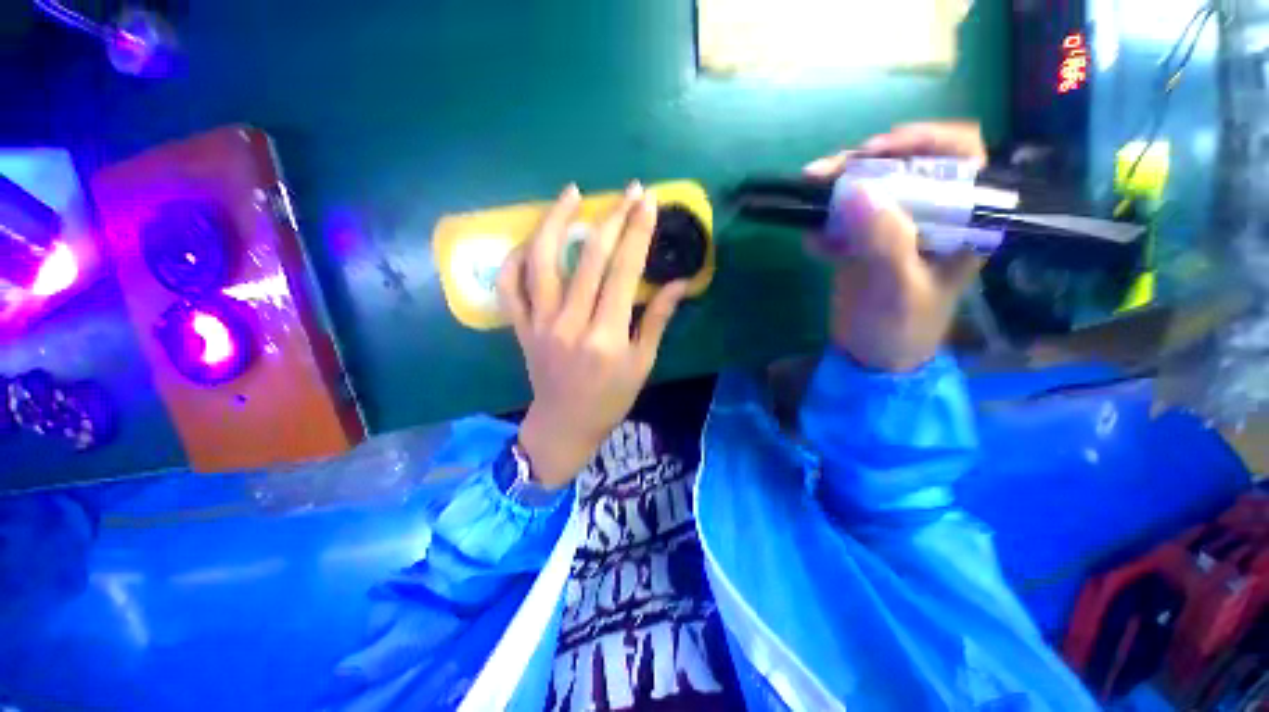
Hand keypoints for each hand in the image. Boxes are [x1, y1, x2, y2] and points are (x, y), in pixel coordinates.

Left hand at [497, 183, 688, 487]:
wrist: (565, 425)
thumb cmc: (610, 399)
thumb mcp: (642, 364)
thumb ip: (657, 320)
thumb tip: (678, 283)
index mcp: (606, 336)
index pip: (624, 271)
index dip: (637, 232)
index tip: (648, 201)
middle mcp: (570, 323)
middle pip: (589, 258)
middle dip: (611, 217)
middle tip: (627, 191)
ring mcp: (539, 322)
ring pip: (541, 260)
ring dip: (555, 221)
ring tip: (571, 193)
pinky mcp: (520, 327)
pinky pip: (509, 285)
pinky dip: (514, 258)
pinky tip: (531, 239)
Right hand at [803, 122, 986, 371]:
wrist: (872, 358)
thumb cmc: (900, 329)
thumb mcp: (897, 288)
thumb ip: (884, 241)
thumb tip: (853, 191)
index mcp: (962, 219)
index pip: (960, 156)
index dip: (922, 140)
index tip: (875, 151)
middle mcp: (932, 214)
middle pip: (903, 165)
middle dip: (862, 163)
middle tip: (823, 174)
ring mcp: (894, 227)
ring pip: (868, 187)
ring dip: (834, 189)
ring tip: (806, 199)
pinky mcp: (864, 242)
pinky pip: (842, 219)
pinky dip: (823, 225)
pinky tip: (811, 245)